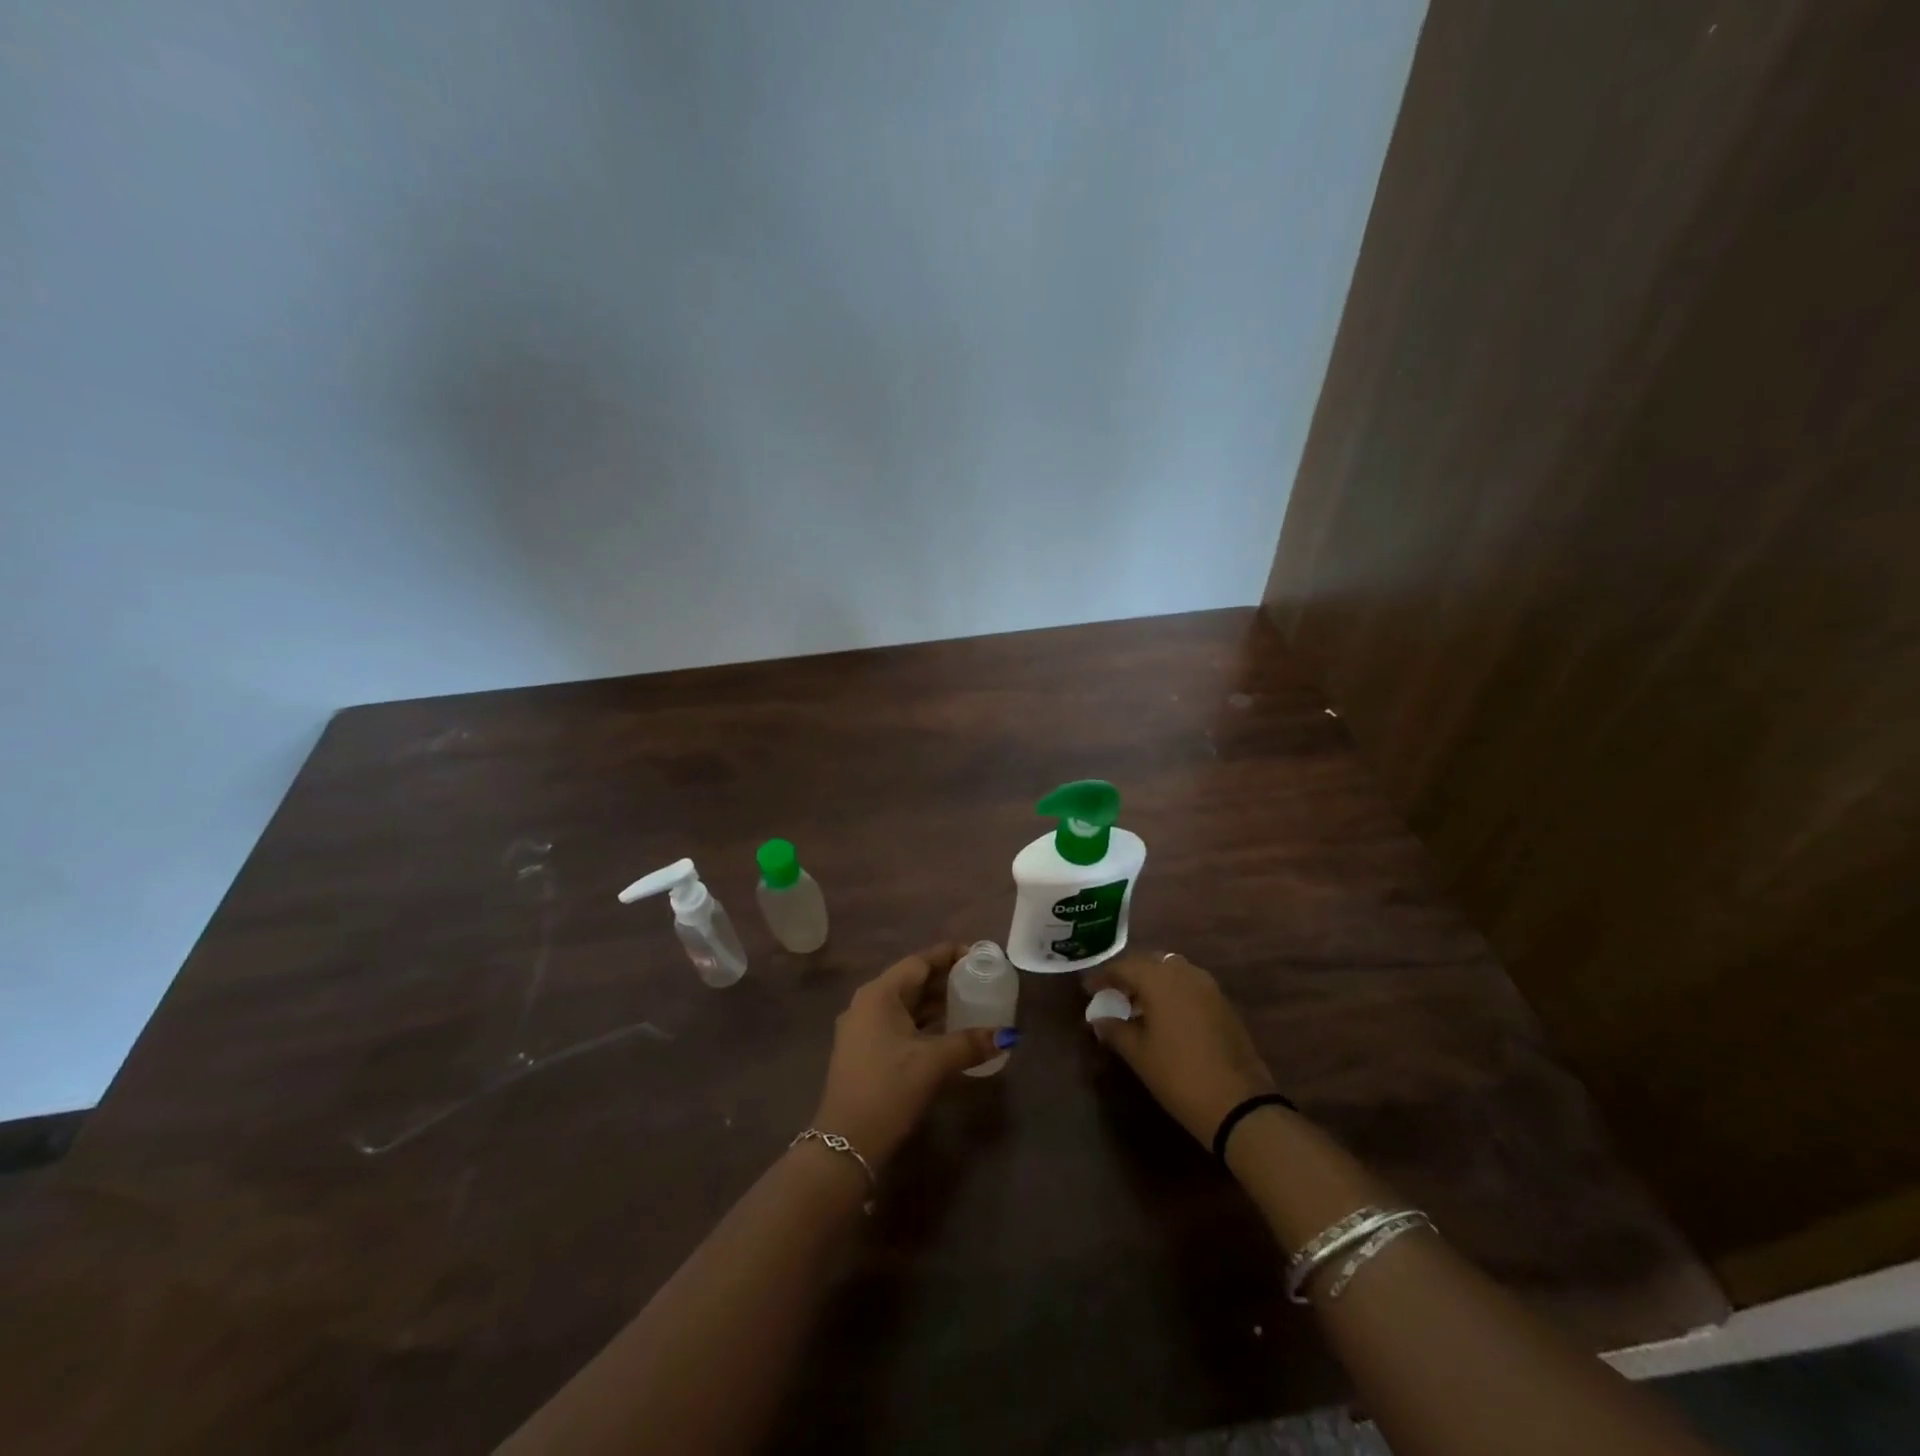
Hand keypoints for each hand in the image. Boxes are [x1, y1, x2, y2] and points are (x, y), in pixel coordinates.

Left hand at [811, 944, 1005, 1165]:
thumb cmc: (888, 1089)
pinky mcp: (864, 1051)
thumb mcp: (933, 1063)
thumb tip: (1008, 1035)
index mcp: (879, 994)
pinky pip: (898, 1023)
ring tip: (969, 1002)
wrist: (845, 1143)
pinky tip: (946, 1032)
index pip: (919, 962)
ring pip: (905, 1004)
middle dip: (944, 979)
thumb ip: (971, 1043)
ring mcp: (862, 1028)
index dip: (948, 956)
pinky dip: (923, 1022)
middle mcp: (867, 1003)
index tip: (977, 954)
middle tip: (979, 978)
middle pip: (911, 981)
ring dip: (934, 1003)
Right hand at [1086, 951, 1277, 1145]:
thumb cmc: (1179, 1075)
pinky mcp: (1223, 1003)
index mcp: (1160, 979)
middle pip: (1149, 962)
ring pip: (1171, 971)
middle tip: (1111, 993)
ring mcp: (1208, 987)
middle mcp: (1184, 973)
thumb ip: (1115, 1030)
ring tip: (1136, 1004)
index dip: (1103, 977)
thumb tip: (1098, 1019)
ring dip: (1151, 982)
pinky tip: (1163, 1015)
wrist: (1239, 1103)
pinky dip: (1171, 991)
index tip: (1087, 989)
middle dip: (1128, 975)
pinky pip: (1188, 985)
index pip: (1124, 966)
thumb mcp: (1138, 1054)